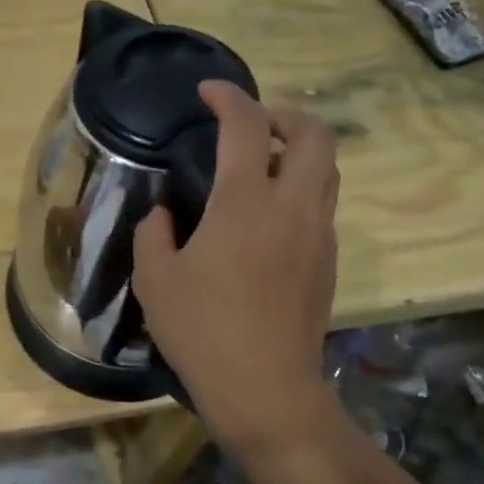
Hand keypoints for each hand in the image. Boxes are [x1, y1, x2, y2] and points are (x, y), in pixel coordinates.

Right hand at [133, 81, 340, 462]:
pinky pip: (322, 205)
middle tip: (250, 124)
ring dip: (298, 150)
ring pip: (327, 169)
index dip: (228, 97)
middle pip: (314, 134)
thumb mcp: (155, 281)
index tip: (208, 92)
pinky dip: (301, 189)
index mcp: (244, 205)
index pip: (246, 126)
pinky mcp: (329, 262)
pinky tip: (268, 217)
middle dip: (284, 114)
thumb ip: (154, 234)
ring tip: (260, 165)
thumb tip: (164, 213)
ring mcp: (319, 235)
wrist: (266, 390)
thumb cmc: (203, 332)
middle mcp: (292, 208)